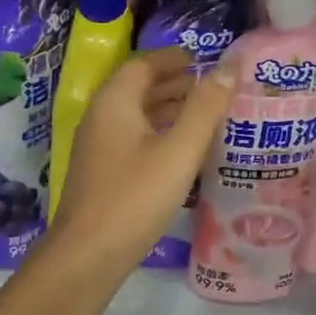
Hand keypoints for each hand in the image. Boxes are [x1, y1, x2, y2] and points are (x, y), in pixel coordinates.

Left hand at [49, 47, 236, 267]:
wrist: (88, 255)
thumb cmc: (135, 197)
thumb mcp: (179, 150)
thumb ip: (205, 108)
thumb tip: (228, 67)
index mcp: (115, 102)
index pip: (143, 64)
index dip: (172, 59)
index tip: (202, 60)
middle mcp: (101, 117)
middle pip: (138, 87)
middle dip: (173, 83)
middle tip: (211, 87)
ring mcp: (98, 146)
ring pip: (135, 114)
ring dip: (167, 108)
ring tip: (204, 115)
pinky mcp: (102, 171)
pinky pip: (133, 137)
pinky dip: (158, 132)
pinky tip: (181, 151)